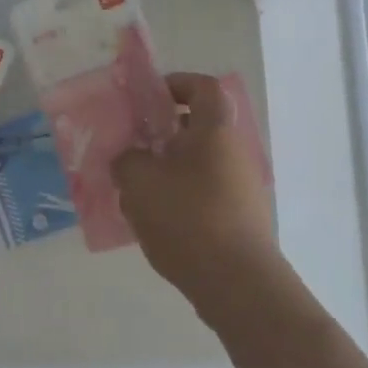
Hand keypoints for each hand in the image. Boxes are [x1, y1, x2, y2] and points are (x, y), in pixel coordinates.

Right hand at [113, 73, 286, 317]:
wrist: (237, 283)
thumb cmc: (187, 218)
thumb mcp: (139, 181)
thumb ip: (126, 159)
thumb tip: (130, 157)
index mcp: (215, 131)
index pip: (202, 87)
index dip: (176, 84)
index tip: (147, 99)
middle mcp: (234, 152)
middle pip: (198, 127)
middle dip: (163, 133)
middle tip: (132, 146)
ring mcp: (241, 187)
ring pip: (198, 163)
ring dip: (167, 167)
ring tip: (135, 187)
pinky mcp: (239, 218)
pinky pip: (203, 192)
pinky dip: (179, 195)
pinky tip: (154, 219)